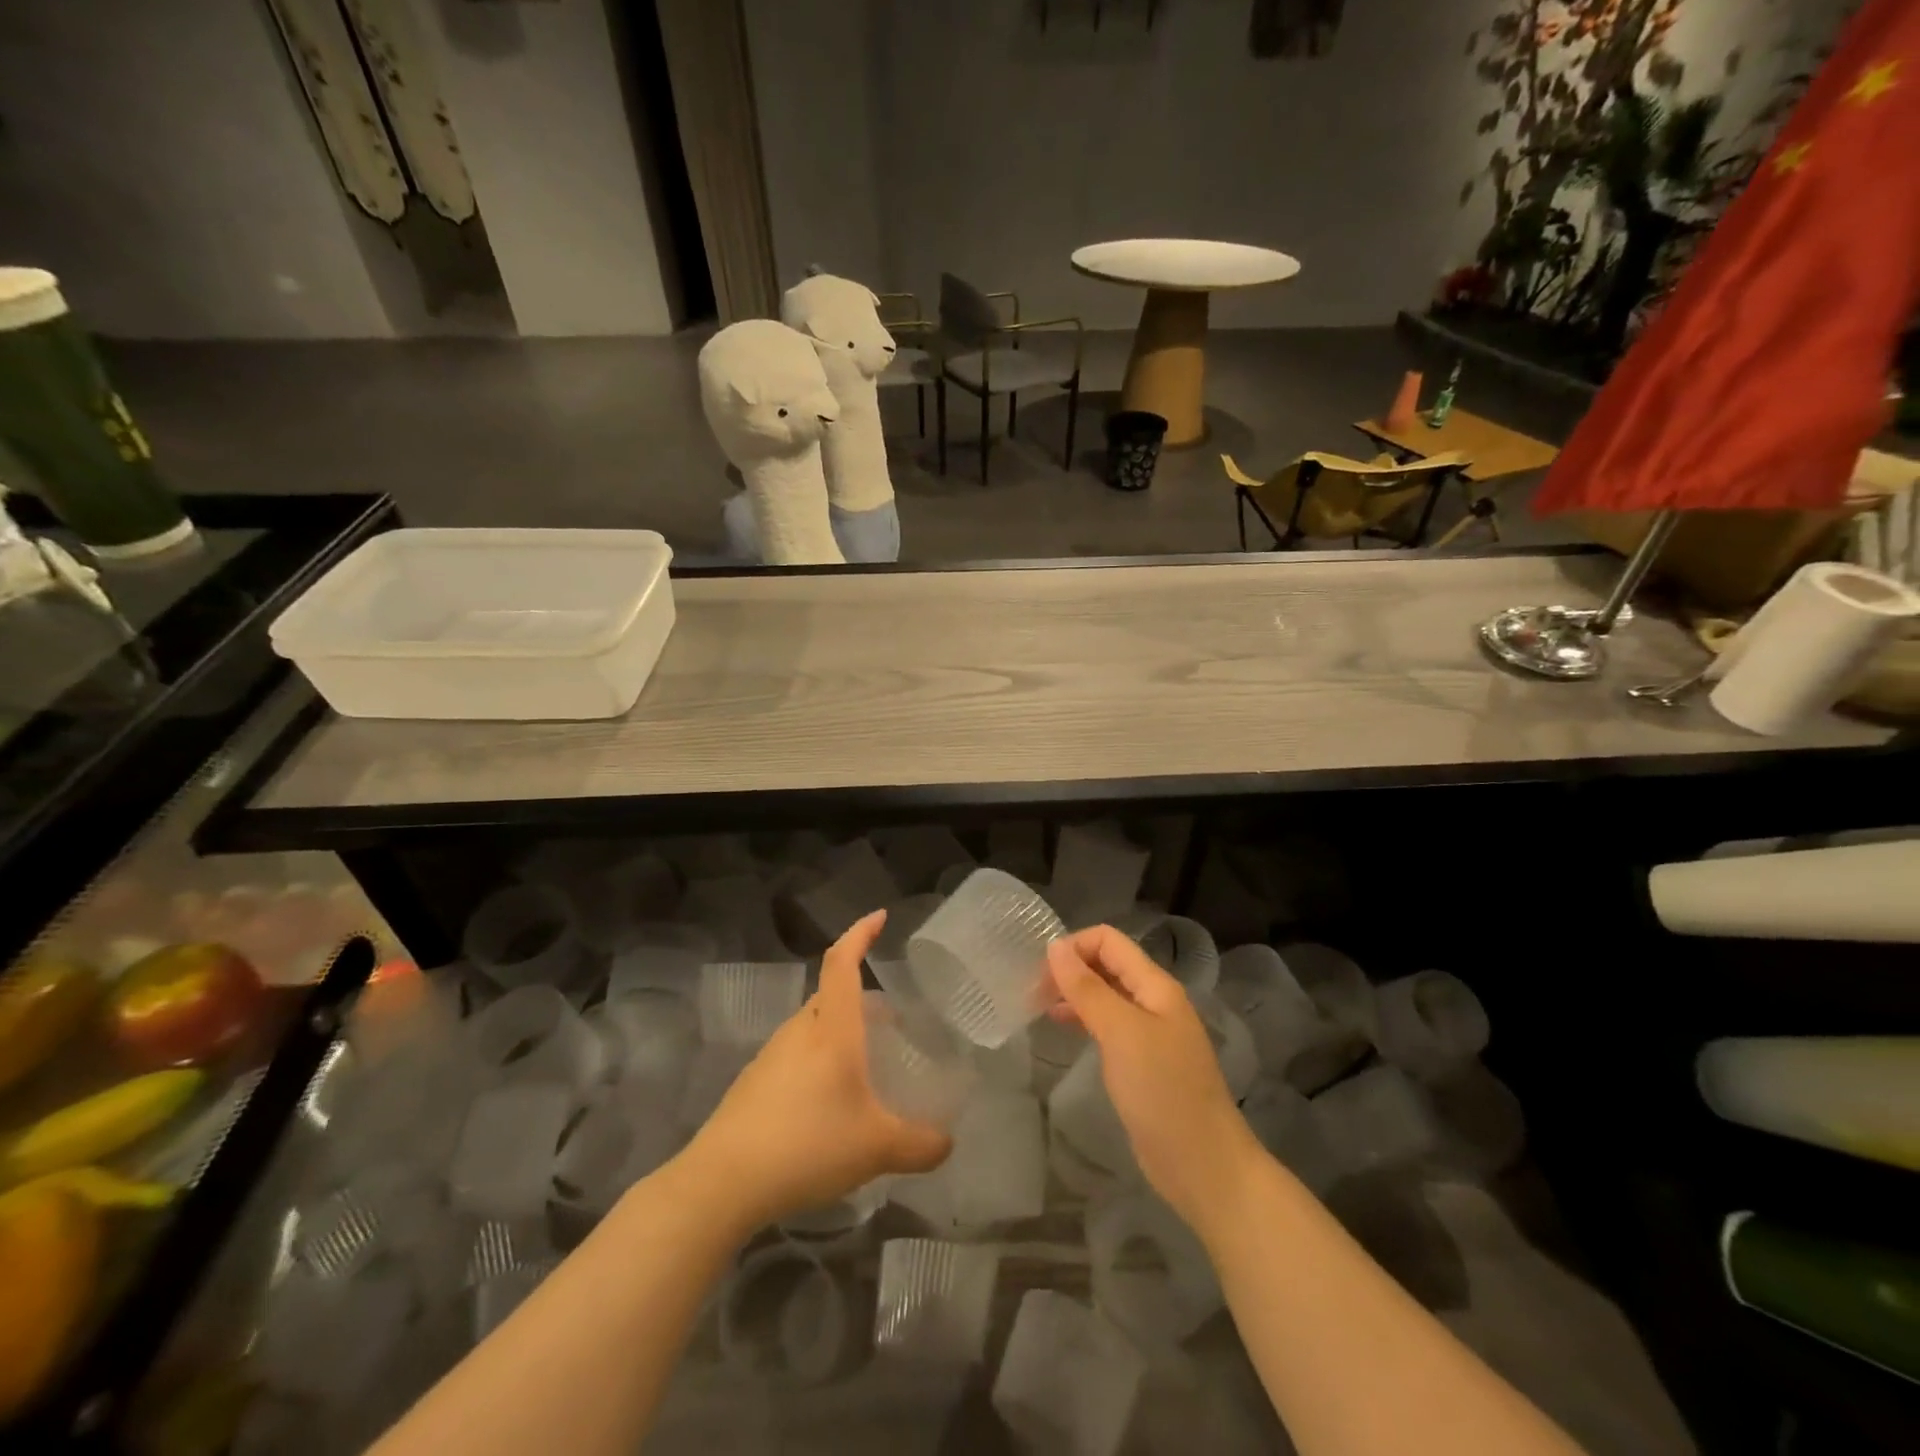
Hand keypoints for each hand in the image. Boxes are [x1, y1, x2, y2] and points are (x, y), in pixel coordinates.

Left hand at [681, 910, 951, 1229]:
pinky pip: (796, 1057)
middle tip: (892, 1022)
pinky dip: (820, 1063)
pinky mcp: (753, 1083)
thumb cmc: (807, 1145)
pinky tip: (829, 1106)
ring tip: (866, 1068)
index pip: (842, 962)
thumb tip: (947, 1143)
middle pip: (831, 996)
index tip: (879, 916)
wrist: (722, 1182)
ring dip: (841, 1034)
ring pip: (813, 1028)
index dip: (860, 933)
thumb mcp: (876, 1148)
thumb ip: (920, 1144)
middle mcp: (800, 1031)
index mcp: (831, 1028)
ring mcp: (771, 1056)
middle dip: (862, 999)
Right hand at [1046, 926, 1263, 1239]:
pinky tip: (1063, 1029)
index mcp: (1155, 985)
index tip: (1040, 972)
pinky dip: (1083, 1019)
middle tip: (1032, 992)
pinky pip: (1108, 1025)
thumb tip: (1054, 946)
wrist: (1202, 1165)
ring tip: (1039, 1008)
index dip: (1074, 946)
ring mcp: (1150, 1032)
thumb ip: (1087, 988)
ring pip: (1106, 995)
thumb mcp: (1121, 1033)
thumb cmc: (1162, 1091)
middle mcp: (1154, 1001)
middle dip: (1070, 969)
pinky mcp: (1142, 1061)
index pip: (1109, 941)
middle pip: (1107, 964)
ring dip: (1073, 993)